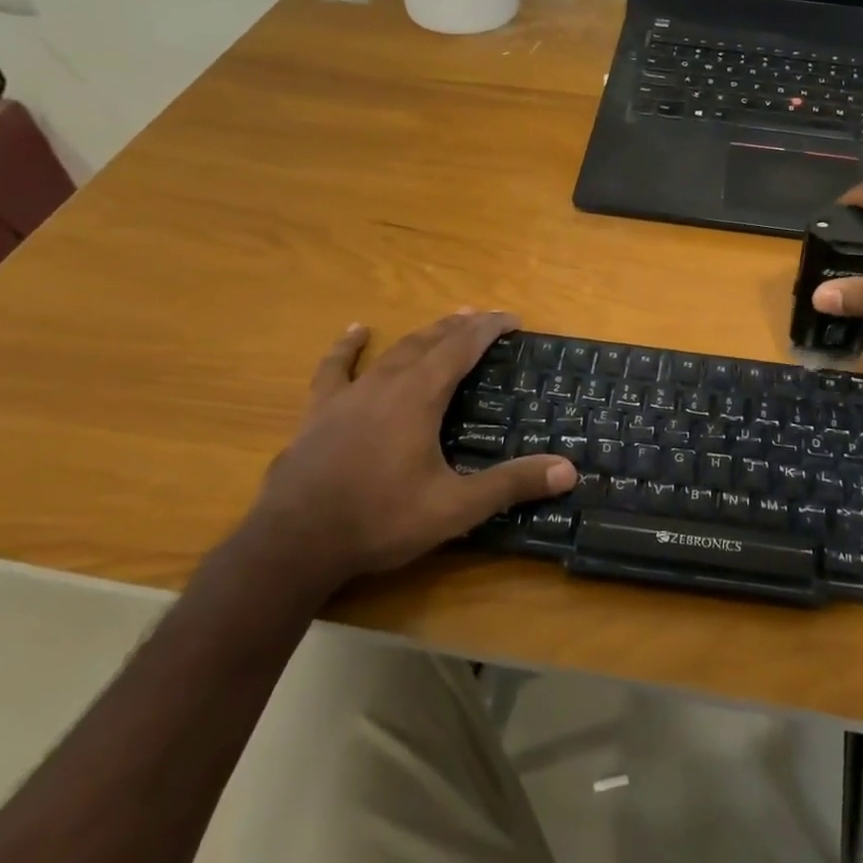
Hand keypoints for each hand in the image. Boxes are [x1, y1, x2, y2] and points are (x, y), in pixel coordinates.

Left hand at [252, 311, 574, 587]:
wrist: (294, 544)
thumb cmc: (380, 520)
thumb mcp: (454, 508)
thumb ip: (511, 485)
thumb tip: (569, 470)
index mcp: (420, 397)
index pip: (462, 348)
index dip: (489, 329)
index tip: (512, 319)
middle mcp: (386, 384)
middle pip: (430, 342)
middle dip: (461, 327)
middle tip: (485, 318)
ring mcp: (348, 395)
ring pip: (394, 351)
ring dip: (423, 334)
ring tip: (445, 320)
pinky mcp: (319, 412)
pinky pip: (336, 368)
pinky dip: (349, 347)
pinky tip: (357, 331)